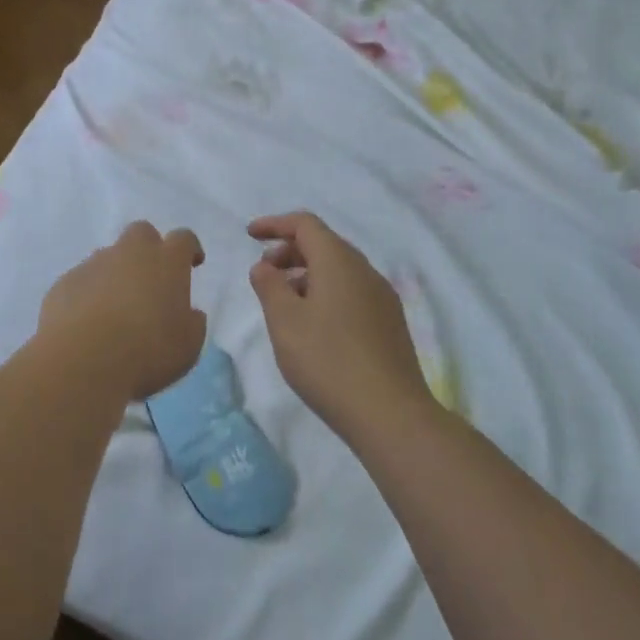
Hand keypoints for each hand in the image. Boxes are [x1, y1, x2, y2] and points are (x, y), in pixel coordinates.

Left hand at [38, 222, 207, 400]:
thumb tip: (190, 313)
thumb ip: (193, 323)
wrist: (82, 361)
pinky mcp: (64, 283)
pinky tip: (88, 322)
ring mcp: (93, 265)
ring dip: (116, 274)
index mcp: (166, 262)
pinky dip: (89, 294)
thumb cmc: (147, 352)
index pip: (183, 239)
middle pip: (141, 233)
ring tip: (116, 309)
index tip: (192, 263)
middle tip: (151, 280)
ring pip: (108, 257)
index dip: (189, 249)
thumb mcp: (188, 345)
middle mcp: (129, 253)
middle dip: (148, 249)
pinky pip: (82, 280)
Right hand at [248, 211, 431, 436]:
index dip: (275, 224)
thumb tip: (264, 265)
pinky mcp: (390, 323)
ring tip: (284, 302)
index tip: (249, 235)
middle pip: (324, 244)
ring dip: (308, 274)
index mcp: (339, 262)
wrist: (390, 414)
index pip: (305, 224)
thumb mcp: (284, 322)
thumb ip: (269, 286)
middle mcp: (365, 271)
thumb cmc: (327, 361)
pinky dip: (326, 292)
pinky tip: (314, 324)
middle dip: (290, 251)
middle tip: (265, 272)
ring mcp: (382, 297)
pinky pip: (352, 292)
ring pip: (339, 270)